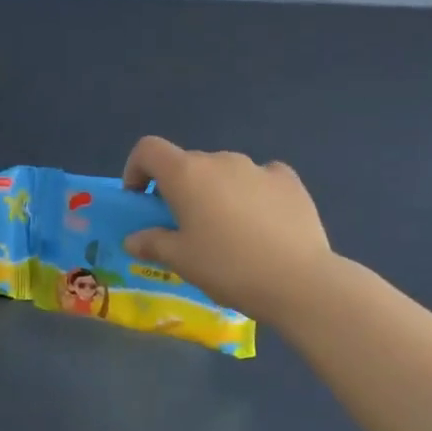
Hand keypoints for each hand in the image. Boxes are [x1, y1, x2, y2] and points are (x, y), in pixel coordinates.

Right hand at [121, 136, 334, 323]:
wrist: (298, 280)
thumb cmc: (227, 267)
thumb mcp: (181, 261)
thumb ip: (152, 243)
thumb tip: (134, 239)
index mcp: (186, 174)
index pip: (149, 150)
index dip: (136, 169)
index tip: (141, 200)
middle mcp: (220, 160)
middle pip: (188, 164)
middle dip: (179, 189)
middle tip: (184, 227)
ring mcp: (258, 167)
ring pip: (224, 172)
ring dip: (216, 192)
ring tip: (227, 231)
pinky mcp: (289, 181)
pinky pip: (260, 179)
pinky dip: (252, 193)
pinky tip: (261, 223)